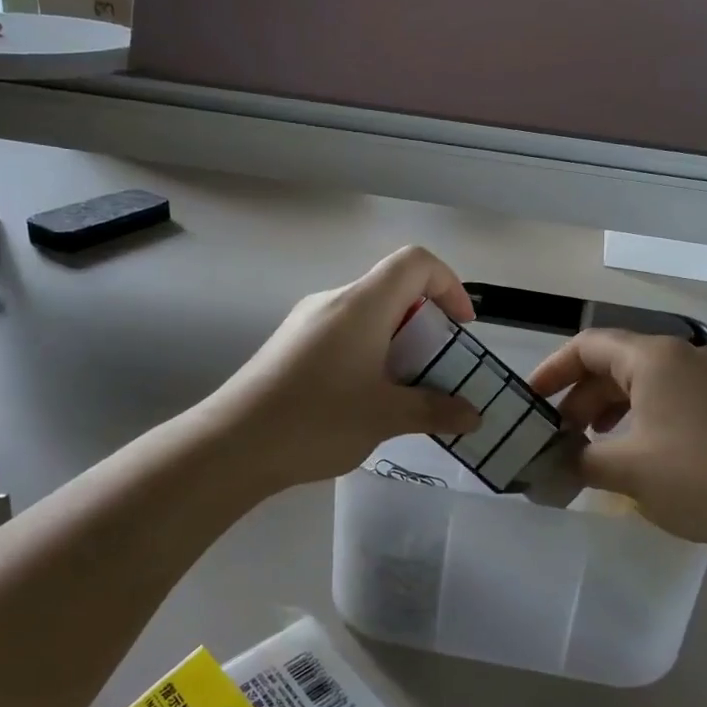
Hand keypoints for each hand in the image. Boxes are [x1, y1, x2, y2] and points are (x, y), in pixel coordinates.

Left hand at [211, 247, 481, 490]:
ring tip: (405, 389)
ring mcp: (307, 321)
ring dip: (397, 341)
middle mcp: (334, 301)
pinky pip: (344, 333)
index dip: (448, 284)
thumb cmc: (316, 420)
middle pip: (392, 287)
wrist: (233, 444)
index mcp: (362, 304)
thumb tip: (474, 416)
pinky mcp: (291, 344)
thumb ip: (435, 411)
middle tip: (437, 367)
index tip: (461, 327)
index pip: (415, 262)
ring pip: (367, 314)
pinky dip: (370, 352)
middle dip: (425, 322)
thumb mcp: (385, 417)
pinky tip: (365, 397)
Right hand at [526, 331, 706, 555]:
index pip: (586, 347)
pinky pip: (664, 397)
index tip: (528, 402)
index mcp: (652, 357)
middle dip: (578, 398)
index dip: (552, 371)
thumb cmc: (699, 479)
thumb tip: (550, 461)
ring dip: (606, 409)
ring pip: (638, 381)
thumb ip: (578, 459)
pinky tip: (630, 450)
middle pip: (612, 363)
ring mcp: (706, 378)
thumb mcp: (627, 470)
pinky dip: (636, 416)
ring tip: (588, 445)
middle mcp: (679, 356)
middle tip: (557, 436)